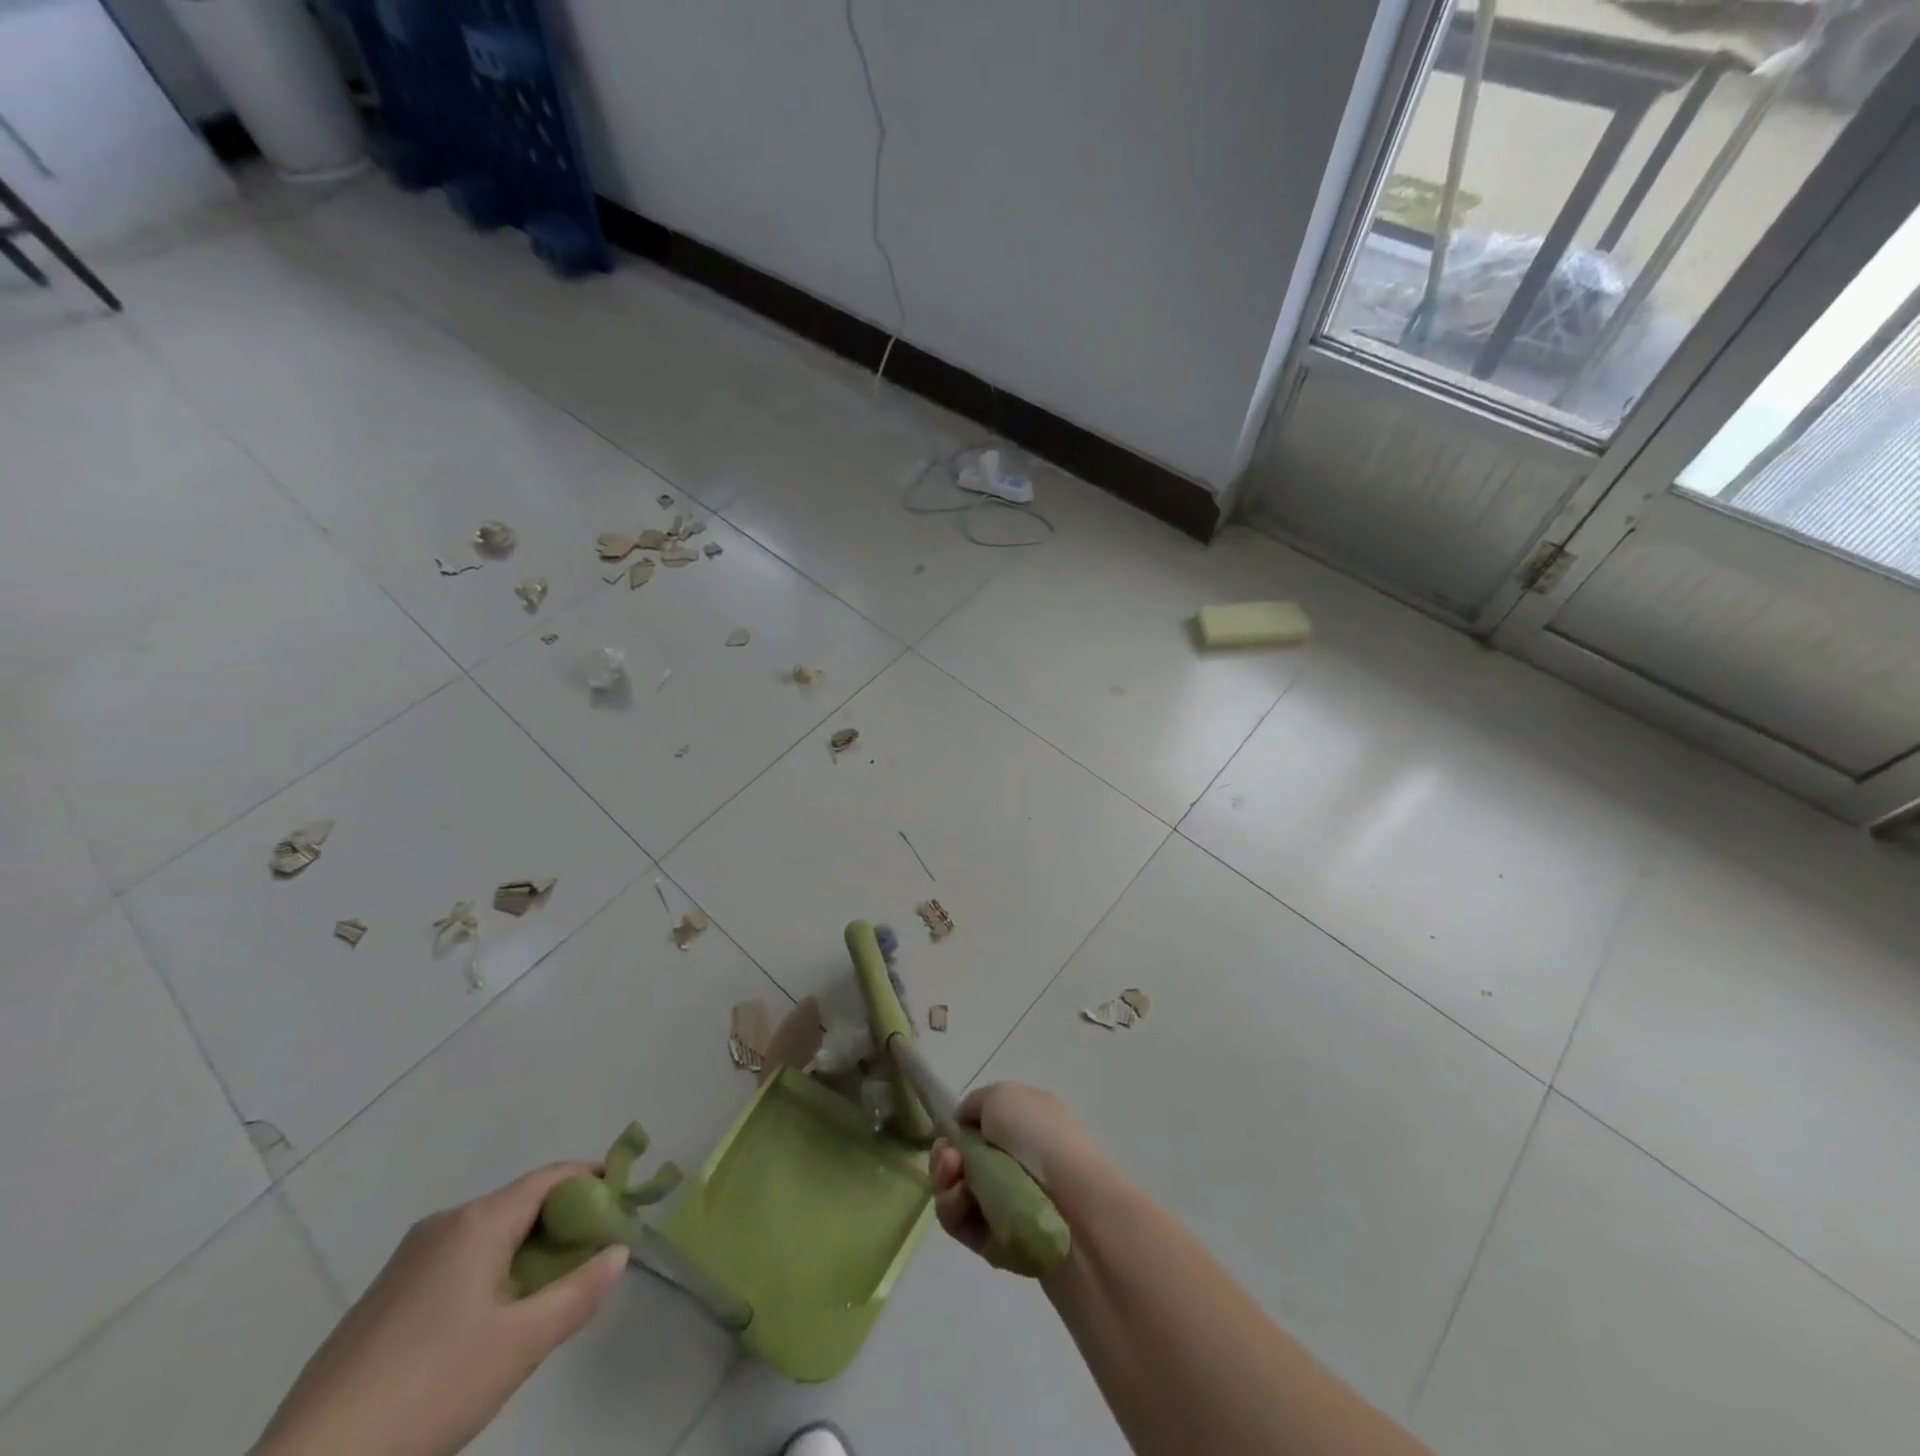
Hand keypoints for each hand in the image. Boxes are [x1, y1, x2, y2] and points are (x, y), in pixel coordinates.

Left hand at [254, 1164, 627, 1455]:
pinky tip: (489, 1326)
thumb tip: (619, 1252)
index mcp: (476, 1222)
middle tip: (593, 1255)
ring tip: (548, 1296)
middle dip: (562, 1223)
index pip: (551, 1178)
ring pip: (486, 1238)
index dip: (593, 1179)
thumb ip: (579, 1292)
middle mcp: (441, 1227)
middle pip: (519, 1205)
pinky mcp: (381, 1303)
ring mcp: (404, 1265)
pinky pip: (455, 1265)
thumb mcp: (521, 1344)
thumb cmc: (430, 1389)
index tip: (625, 1197)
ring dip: (526, 1253)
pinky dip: (489, 1274)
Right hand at [931, 1081, 1102, 1270]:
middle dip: (945, 1159)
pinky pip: (965, 1226)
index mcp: (1025, 1122)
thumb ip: (975, 1104)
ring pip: (958, 1193)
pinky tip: (962, 1207)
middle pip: (962, 1161)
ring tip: (956, 1186)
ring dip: (946, 1185)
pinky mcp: (1002, 1242)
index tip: (949, 1134)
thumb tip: (963, 1125)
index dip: (957, 1130)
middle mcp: (1018, 1160)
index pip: (979, 1126)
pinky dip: (956, 1215)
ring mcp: (1010, 1202)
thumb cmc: (1039, 1139)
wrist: (1076, 1209)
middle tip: (950, 1163)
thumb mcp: (1003, 1096)